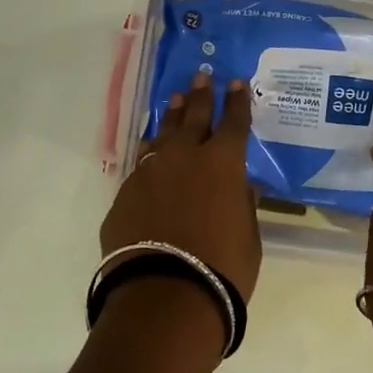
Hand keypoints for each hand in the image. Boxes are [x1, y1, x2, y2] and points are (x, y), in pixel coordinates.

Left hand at [100, 72, 261, 303]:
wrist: (164, 295)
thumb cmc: (222, 267)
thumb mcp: (248, 236)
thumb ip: (243, 204)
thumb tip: (241, 186)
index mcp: (222, 163)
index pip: (234, 122)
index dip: (237, 101)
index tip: (236, 82)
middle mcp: (184, 157)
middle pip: (194, 117)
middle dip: (201, 95)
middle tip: (202, 76)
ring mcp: (150, 172)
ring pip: (162, 134)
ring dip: (172, 117)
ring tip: (176, 100)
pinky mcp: (125, 194)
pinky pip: (141, 164)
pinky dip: (151, 154)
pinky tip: (151, 152)